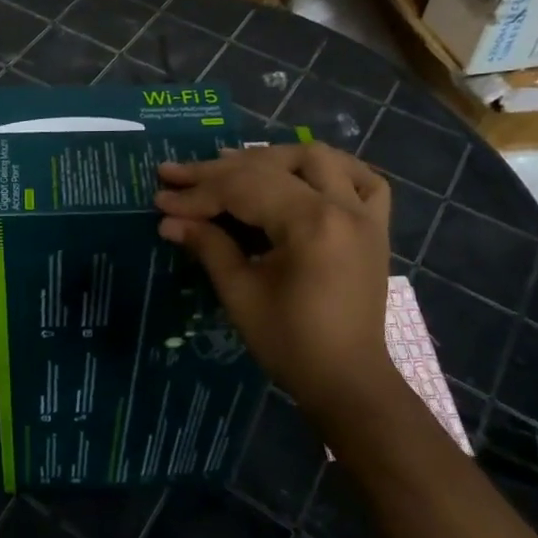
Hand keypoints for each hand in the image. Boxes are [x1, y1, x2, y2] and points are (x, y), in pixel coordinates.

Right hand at [156, 143, 396, 417]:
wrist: (347, 380)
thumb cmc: (290, 343)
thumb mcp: (241, 294)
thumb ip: (209, 246)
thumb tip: (169, 220)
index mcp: (312, 224)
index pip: (244, 189)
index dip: (198, 193)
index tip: (161, 197)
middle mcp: (343, 206)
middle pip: (272, 167)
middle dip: (219, 171)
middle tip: (178, 175)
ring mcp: (365, 213)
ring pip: (317, 158)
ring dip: (270, 158)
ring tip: (229, 167)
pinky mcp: (375, 225)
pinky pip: (360, 178)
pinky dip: (329, 168)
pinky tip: (299, 174)